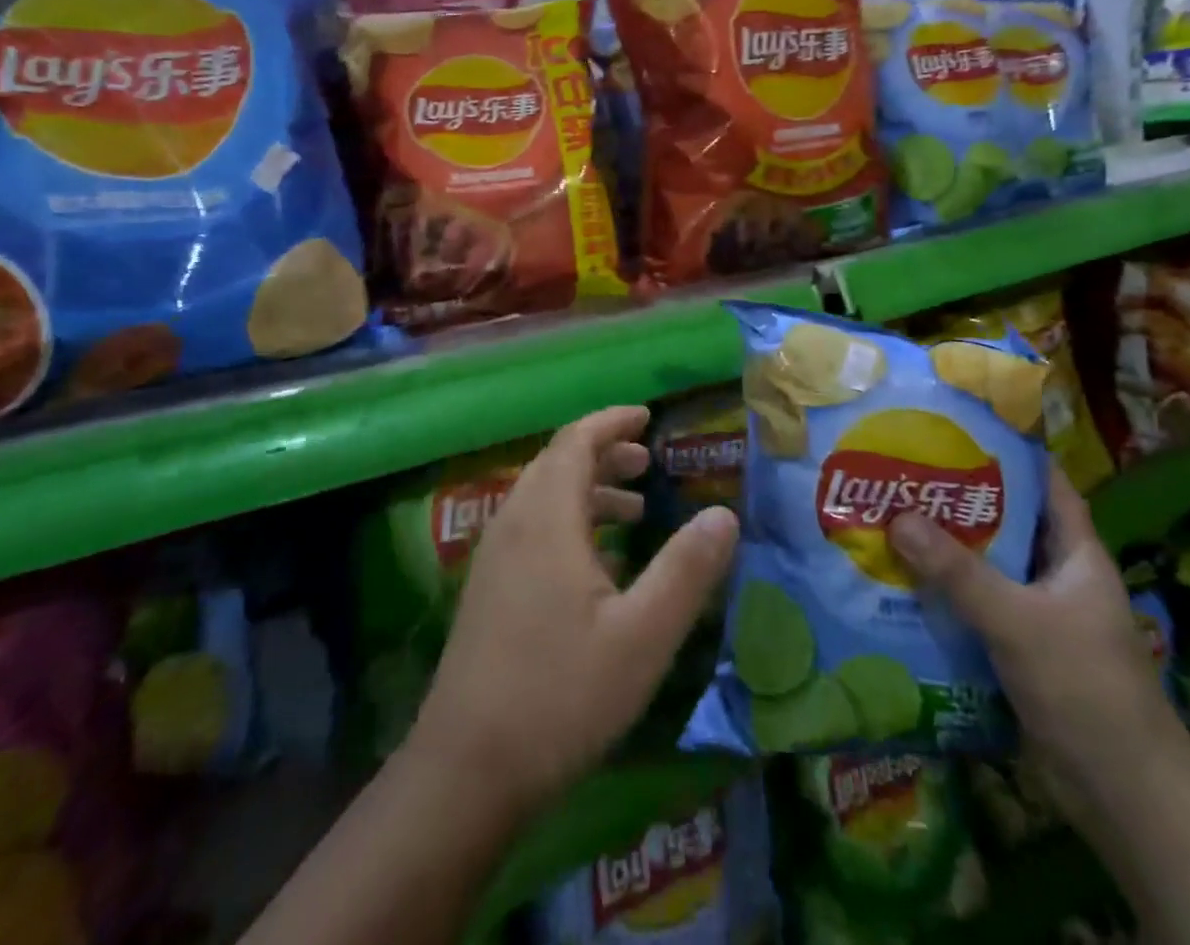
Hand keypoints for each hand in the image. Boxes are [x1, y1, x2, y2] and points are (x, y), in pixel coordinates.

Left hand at [405, 406, 738, 822]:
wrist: (465, 772)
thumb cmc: (560, 695)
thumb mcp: (642, 635)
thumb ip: (686, 570)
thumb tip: (724, 515)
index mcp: (546, 518)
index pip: (575, 440)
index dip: (611, 421)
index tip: (647, 417)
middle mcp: (513, 523)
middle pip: (557, 463)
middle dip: (603, 453)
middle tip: (647, 462)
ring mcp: (494, 558)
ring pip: (543, 497)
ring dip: (587, 489)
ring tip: (634, 510)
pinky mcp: (487, 590)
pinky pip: (532, 529)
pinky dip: (569, 522)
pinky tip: (598, 564)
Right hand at [888, 466, 1181, 809]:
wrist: (1123, 794)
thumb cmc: (1085, 688)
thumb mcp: (1019, 622)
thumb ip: (959, 572)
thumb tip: (898, 517)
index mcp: (1075, 553)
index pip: (1045, 483)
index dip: (1008, 452)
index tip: (956, 428)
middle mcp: (1056, 574)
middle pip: (1004, 522)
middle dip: (957, 499)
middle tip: (903, 472)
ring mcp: (1038, 613)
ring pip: (986, 565)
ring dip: (944, 548)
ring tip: (889, 516)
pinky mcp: (1018, 647)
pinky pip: (975, 605)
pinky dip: (944, 592)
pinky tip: (901, 581)